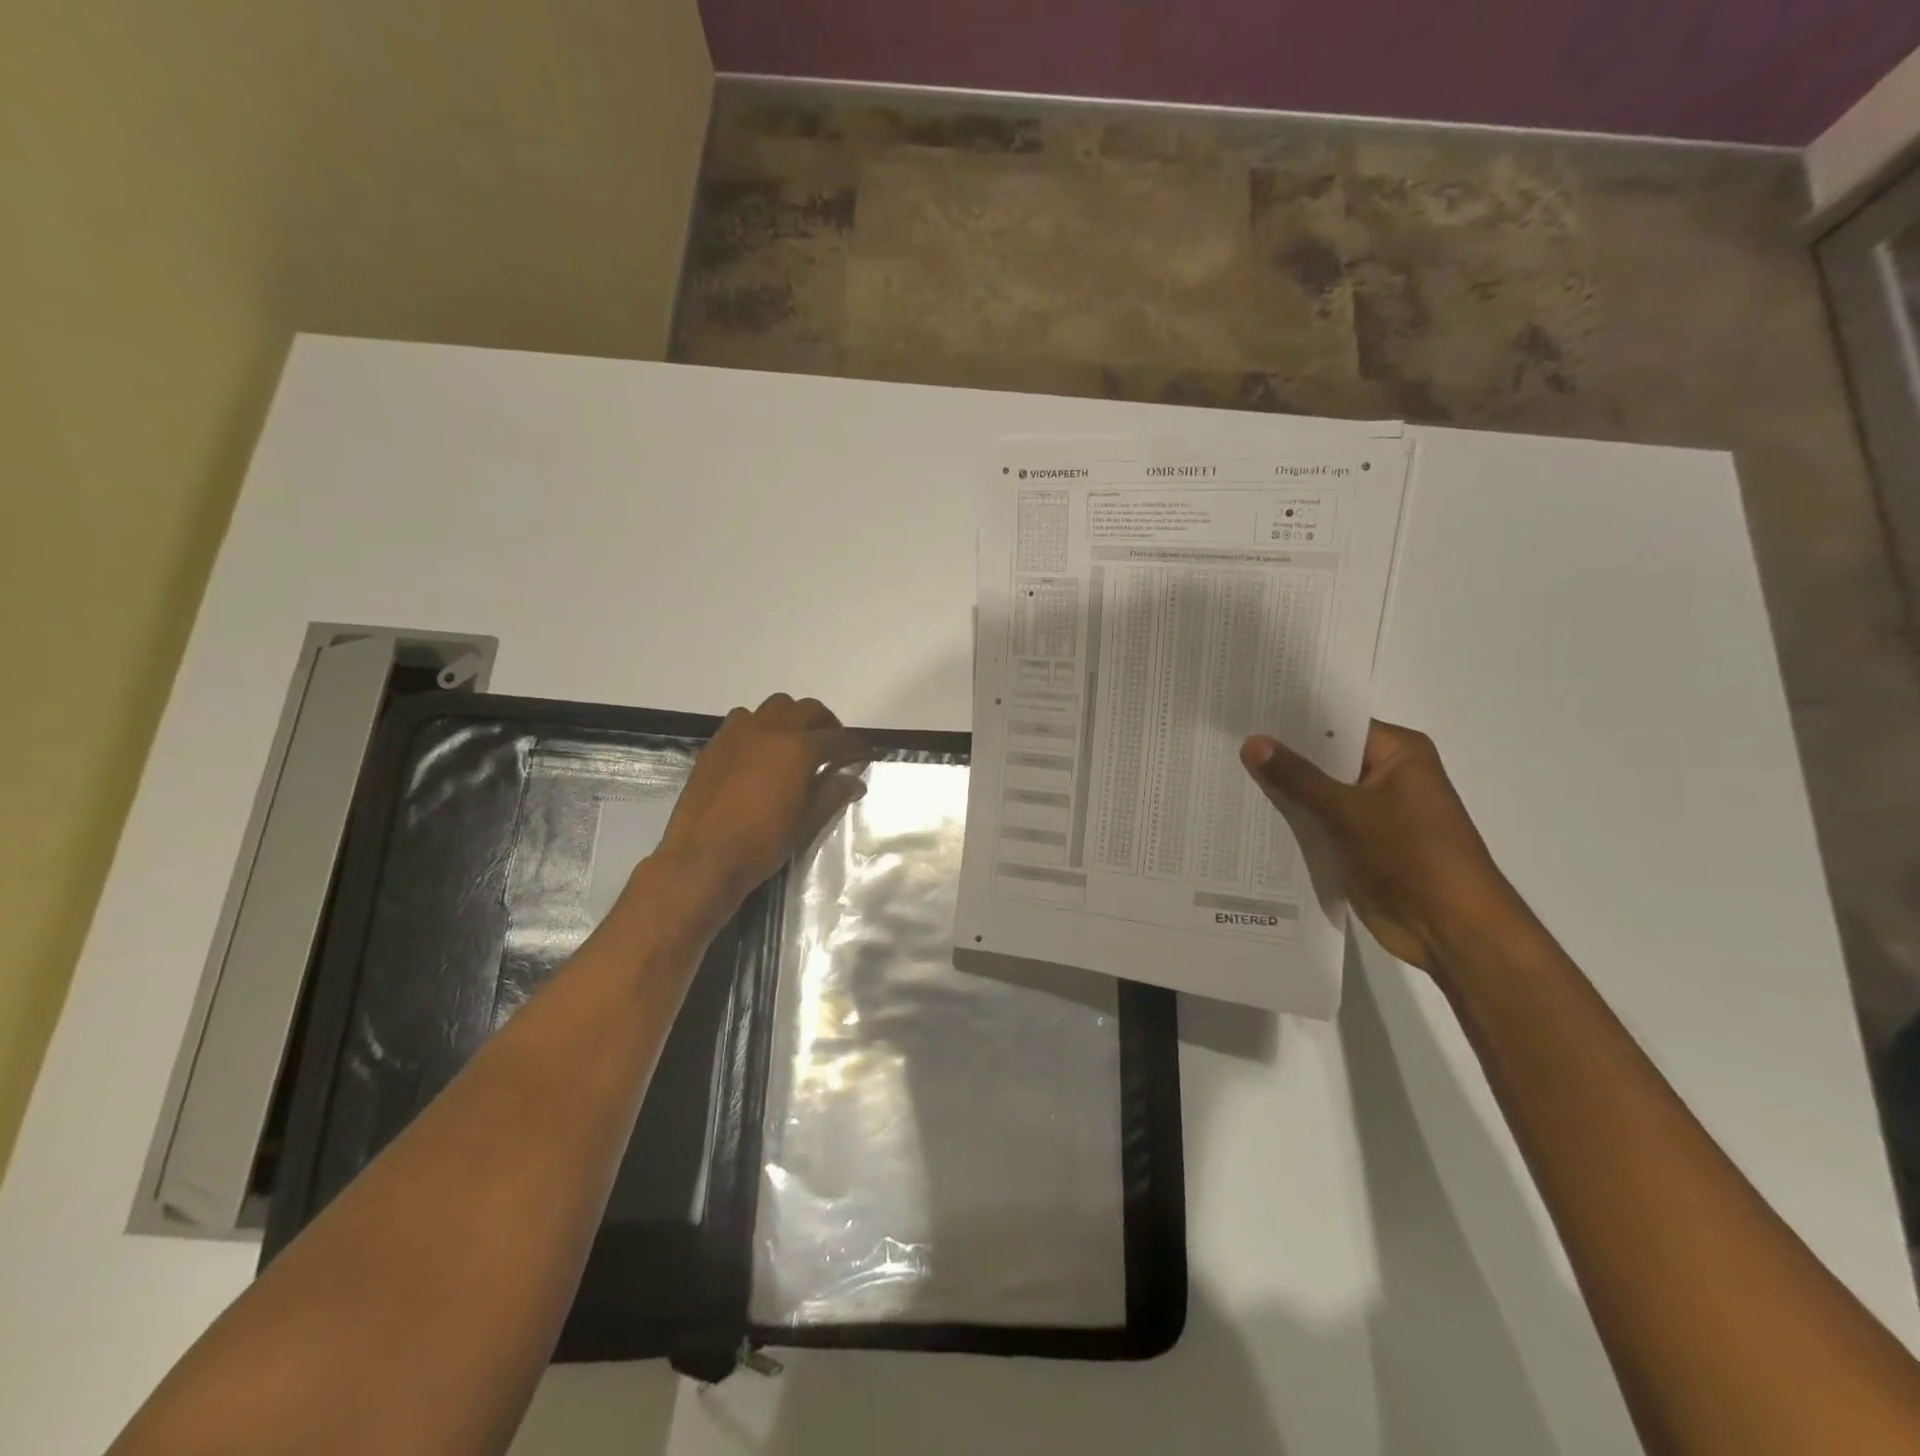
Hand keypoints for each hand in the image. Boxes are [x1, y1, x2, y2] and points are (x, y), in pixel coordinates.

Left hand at [650, 694, 868, 913]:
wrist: (703, 858)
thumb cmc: (762, 843)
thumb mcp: (806, 822)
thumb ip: (832, 795)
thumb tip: (855, 781)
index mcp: (798, 749)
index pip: (837, 739)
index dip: (854, 746)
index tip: (863, 753)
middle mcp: (771, 730)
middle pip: (807, 710)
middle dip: (826, 723)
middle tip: (832, 745)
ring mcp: (739, 733)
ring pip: (775, 706)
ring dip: (792, 718)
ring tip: (795, 743)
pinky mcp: (716, 743)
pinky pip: (743, 719)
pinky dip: (760, 726)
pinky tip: (760, 751)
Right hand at [1240, 721, 1533, 975]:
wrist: (1449, 929)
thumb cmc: (1410, 855)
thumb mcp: (1348, 810)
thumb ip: (1297, 777)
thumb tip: (1253, 742)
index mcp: (1399, 753)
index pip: (1336, 724)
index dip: (1291, 720)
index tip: (1245, 714)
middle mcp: (1387, 776)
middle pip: (1324, 758)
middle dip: (1280, 756)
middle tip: (1224, 744)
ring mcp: (1373, 812)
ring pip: (1317, 792)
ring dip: (1282, 791)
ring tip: (1224, 775)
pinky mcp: (1359, 843)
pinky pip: (1317, 822)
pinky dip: (1291, 821)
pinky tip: (1247, 815)